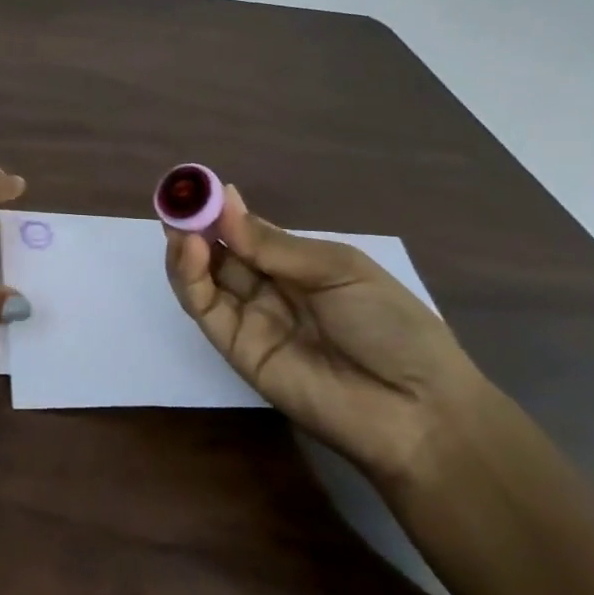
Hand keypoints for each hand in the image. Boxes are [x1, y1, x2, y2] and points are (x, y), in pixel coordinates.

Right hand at [163, 182, 485, 488]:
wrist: (416, 409)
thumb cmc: (390, 325)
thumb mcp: (338, 270)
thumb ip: (274, 245)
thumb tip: (226, 200)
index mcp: (299, 266)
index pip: (247, 233)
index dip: (223, 211)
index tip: (199, 185)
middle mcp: (269, 290)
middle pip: (220, 253)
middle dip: (197, 224)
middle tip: (177, 199)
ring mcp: (250, 320)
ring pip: (205, 279)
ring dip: (187, 247)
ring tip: (180, 221)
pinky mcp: (237, 349)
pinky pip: (206, 309)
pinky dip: (190, 278)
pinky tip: (191, 249)